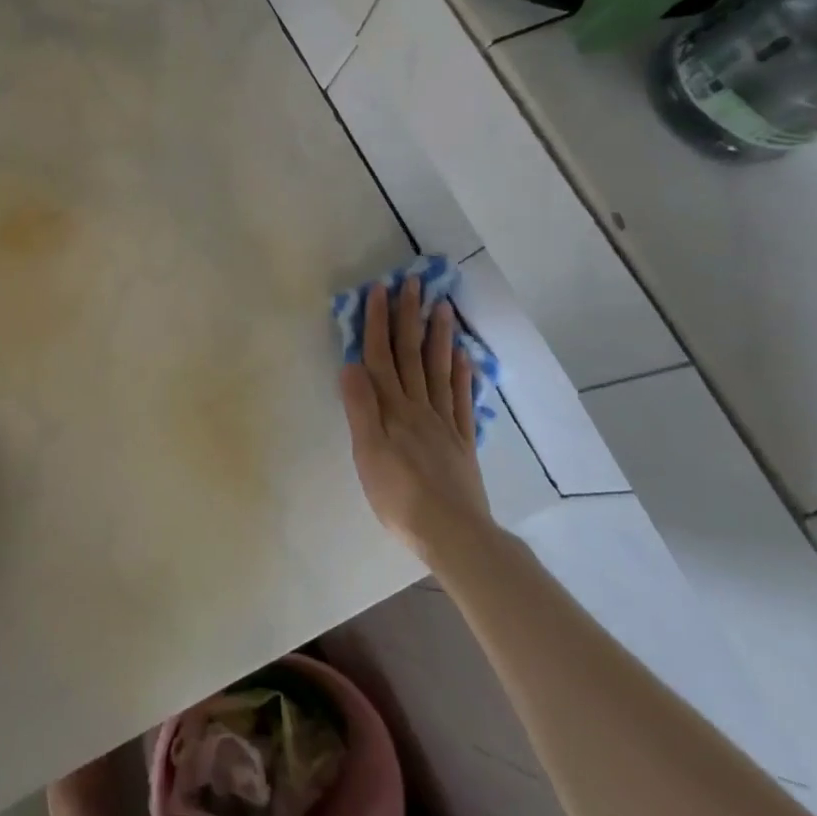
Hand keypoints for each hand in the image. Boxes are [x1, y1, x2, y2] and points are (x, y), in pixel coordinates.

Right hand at [338, 279, 493, 556]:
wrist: (452, 532)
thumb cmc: (398, 496)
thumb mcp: (367, 453)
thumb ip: (361, 408)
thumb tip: (351, 364)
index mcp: (392, 409)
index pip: (381, 357)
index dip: (378, 323)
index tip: (380, 289)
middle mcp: (418, 407)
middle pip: (412, 355)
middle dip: (409, 318)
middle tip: (414, 283)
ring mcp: (444, 422)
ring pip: (440, 370)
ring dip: (439, 337)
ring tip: (443, 307)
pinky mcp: (462, 442)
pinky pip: (463, 400)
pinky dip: (463, 375)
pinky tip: (465, 357)